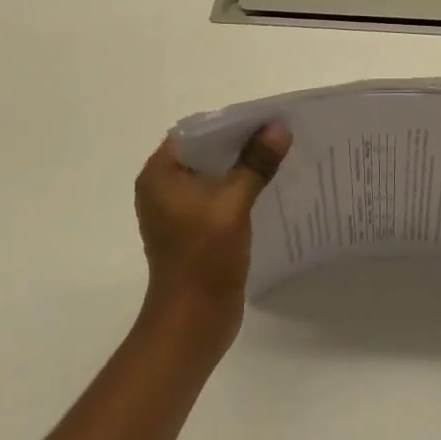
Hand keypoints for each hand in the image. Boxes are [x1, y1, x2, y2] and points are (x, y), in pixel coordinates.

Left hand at [134, 124, 290, 352]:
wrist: (192, 322)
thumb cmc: (204, 259)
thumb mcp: (233, 205)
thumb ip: (255, 163)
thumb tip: (279, 127)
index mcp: (160, 175)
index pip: (197, 132)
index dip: (231, 121)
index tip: (266, 117)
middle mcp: (163, 187)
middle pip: (207, 150)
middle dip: (242, 141)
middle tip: (280, 132)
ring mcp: (178, 209)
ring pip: (215, 172)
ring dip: (244, 163)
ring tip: (280, 153)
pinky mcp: (194, 227)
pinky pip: (219, 193)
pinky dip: (241, 185)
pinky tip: (269, 184)